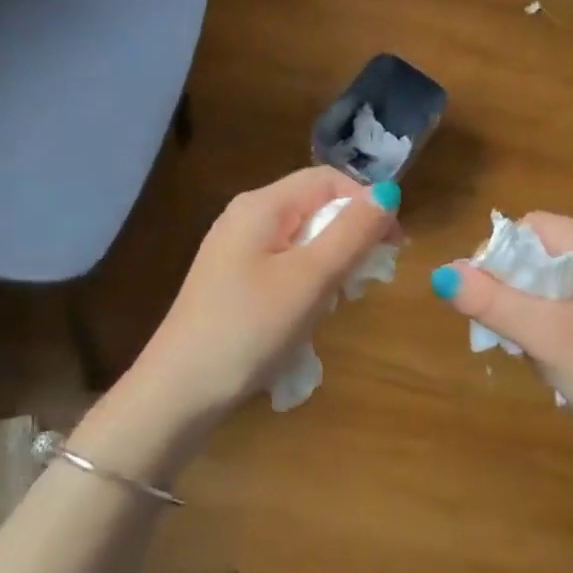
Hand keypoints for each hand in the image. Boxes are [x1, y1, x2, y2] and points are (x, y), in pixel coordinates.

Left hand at [137, 167, 400, 420]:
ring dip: (330, 267)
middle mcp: (246, 217)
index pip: (328, 179)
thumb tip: (388, 192)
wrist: (179, 392)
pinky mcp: (232, 281)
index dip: (367, 204)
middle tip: (363, 283)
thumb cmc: (249, 329)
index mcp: (261, 205)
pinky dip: (306, 284)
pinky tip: (305, 318)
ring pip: (303, 240)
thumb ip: (352, 232)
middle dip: (349, 239)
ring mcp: (235, 251)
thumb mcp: (311, 279)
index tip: (393, 247)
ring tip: (333, 305)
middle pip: (315, 208)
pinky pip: (283, 266)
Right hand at [432, 214, 572, 450]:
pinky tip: (549, 354)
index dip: (502, 254)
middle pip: (542, 253)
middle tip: (505, 328)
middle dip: (515, 288)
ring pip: (548, 280)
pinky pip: (563, 301)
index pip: (537, 228)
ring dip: (528, 310)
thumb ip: (494, 303)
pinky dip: (545, 322)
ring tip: (531, 348)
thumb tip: (442, 274)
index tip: (482, 294)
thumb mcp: (548, 338)